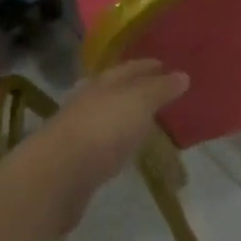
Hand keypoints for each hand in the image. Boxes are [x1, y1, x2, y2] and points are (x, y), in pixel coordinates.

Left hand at [5, 61, 187, 227]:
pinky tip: (125, 148)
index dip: (147, 66)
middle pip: (113, 90)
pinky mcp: (75, 161)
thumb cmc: (103, 129)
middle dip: (134, 89)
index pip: (128, 68)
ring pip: (106, 117)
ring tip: (146, 120)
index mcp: (102, 83)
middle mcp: (87, 102)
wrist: (57, 175)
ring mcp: (78, 132)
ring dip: (124, 116)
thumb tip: (183, 75)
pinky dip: (116, 142)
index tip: (166, 65)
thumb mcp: (139, 102)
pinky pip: (102, 144)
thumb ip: (160, 89)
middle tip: (158, 91)